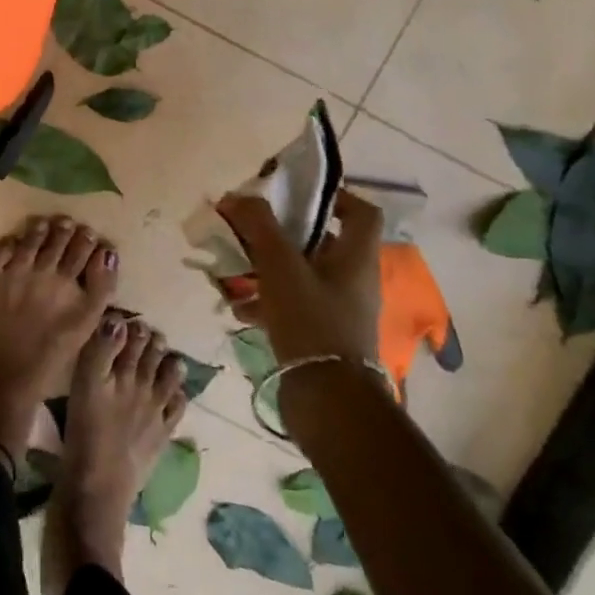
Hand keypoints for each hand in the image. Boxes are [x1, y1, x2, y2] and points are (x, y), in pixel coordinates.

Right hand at [217, 190, 382, 367]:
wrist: (327, 399)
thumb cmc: (311, 320)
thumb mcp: (280, 264)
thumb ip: (259, 225)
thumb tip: (237, 196)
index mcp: (356, 258)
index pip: (361, 212)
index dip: (334, 196)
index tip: (296, 194)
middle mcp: (353, 281)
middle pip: (320, 242)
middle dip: (280, 234)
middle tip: (249, 230)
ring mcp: (338, 311)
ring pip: (300, 275)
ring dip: (266, 268)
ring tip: (233, 270)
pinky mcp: (321, 336)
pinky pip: (291, 306)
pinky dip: (265, 301)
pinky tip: (238, 308)